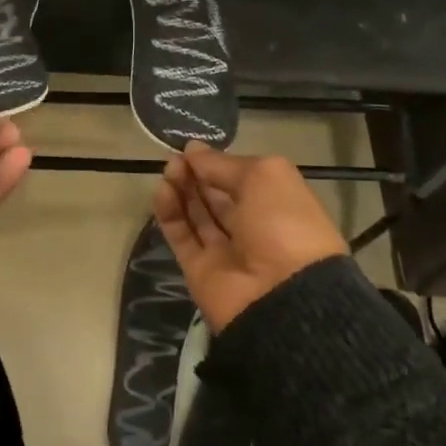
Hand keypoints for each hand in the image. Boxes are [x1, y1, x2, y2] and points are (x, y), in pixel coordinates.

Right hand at [153, 143, 348, 331]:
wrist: (283, 296)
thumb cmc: (284, 224)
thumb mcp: (264, 177)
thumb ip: (224, 164)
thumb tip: (192, 150)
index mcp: (277, 205)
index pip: (241, 179)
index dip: (217, 163)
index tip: (192, 149)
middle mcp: (252, 227)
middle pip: (215, 196)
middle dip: (195, 174)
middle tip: (175, 159)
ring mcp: (224, 251)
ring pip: (196, 215)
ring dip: (181, 189)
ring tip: (168, 171)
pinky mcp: (199, 270)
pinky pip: (181, 237)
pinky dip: (169, 213)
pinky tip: (162, 191)